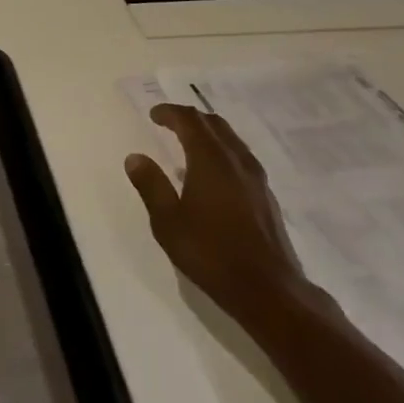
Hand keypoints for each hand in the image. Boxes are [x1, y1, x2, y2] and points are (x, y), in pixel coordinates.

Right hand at [125, 104, 311, 319]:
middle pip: (215, 125)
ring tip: (189, 143)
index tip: (154, 114)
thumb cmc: (211, 253)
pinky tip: (212, 175)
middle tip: (169, 122)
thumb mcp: (168, 222)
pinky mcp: (266, 196)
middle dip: (191, 119)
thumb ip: (151, 186)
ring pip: (232, 140)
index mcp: (210, 160)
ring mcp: (256, 179)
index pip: (190, 122)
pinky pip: (241, 158)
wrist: (268, 289)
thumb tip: (135, 157)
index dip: (170, 113)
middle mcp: (237, 161)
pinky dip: (222, 152)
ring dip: (209, 134)